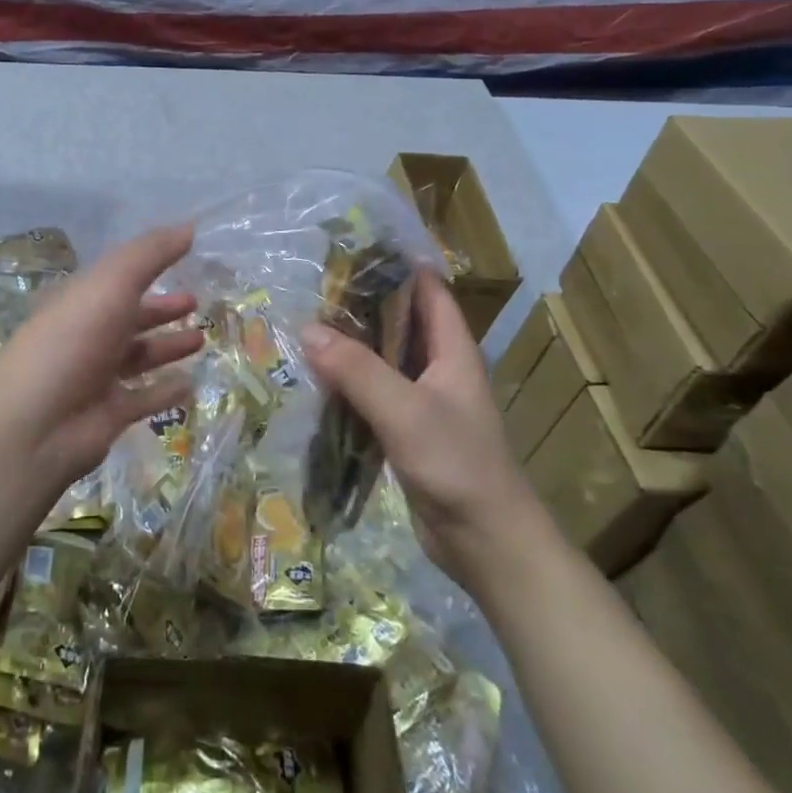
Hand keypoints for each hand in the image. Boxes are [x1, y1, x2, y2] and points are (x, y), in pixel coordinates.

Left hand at [0, 223, 202, 498]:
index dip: (150, 267)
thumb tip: (190, 226)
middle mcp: (87, 335)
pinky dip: (165, 391)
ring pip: (138, 357)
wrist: (35, 423)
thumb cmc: (73, 340)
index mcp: (81, 300)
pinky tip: (190, 384)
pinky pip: (143, 398)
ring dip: (167, 347)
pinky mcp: (107, 414)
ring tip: (201, 340)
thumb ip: (151, 254)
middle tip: (197, 303)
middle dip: (162, 309)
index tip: (186, 258)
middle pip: (130, 317)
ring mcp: (96, 377)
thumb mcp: (112, 283)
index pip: (118, 278)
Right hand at [302, 270, 545, 588]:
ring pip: (383, 360)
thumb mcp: (405, 412)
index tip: (353, 250)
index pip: (429, 292)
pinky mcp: (407, 431)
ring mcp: (423, 402)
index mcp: (452, 351)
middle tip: (313, 289)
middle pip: (400, 323)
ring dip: (351, 346)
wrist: (486, 542)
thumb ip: (357, 370)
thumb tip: (308, 330)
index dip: (398, 266)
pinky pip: (374, 395)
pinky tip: (316, 379)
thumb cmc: (457, 465)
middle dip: (362, 305)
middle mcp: (439, 369)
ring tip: (305, 325)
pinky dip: (348, 383)